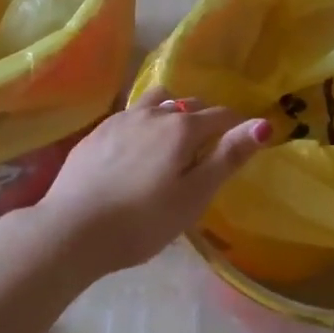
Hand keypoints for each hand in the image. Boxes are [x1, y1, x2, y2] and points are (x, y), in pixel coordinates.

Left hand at [24, 86, 269, 277]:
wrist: (69, 230)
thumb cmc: (141, 222)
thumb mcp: (193, 196)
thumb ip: (228, 157)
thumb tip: (264, 124)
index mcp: (183, 128)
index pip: (221, 116)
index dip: (236, 126)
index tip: (241, 141)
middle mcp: (155, 113)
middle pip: (190, 104)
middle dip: (205, 119)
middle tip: (207, 148)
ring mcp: (122, 119)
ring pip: (158, 101)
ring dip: (171, 112)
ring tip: (170, 139)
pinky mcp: (98, 131)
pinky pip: (131, 114)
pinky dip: (143, 123)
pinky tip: (135, 147)